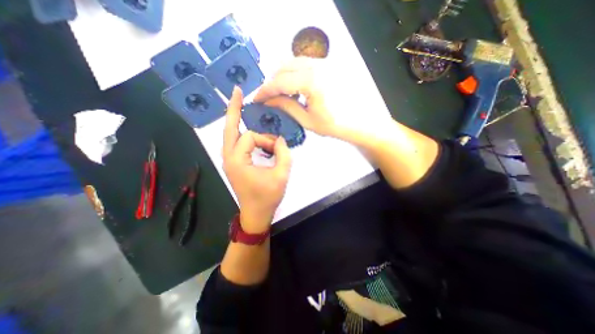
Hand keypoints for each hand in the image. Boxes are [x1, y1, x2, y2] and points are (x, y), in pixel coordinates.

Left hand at [222, 87, 292, 232]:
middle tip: (237, 91)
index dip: (267, 140)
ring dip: (235, 119)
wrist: (256, 214)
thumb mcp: (281, 175)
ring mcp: (229, 161)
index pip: (251, 137)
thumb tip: (281, 139)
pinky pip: (235, 143)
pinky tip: (247, 127)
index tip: (277, 149)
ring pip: (230, 134)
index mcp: (238, 160)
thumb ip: (283, 154)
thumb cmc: (268, 197)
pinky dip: (240, 132)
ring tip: (241, 104)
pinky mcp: (234, 164)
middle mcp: (229, 158)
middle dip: (233, 108)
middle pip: (229, 128)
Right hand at [253, 57, 341, 135]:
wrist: (356, 120)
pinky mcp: (327, 64)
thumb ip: (286, 106)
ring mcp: (323, 62)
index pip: (279, 82)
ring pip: (292, 62)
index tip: (256, 99)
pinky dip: (293, 73)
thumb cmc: (332, 124)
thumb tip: (268, 100)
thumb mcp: (306, 119)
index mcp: (311, 82)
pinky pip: (303, 64)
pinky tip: (294, 87)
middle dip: (272, 83)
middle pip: (283, 67)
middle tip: (268, 97)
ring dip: (282, 77)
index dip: (265, 91)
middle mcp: (316, 66)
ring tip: (280, 93)